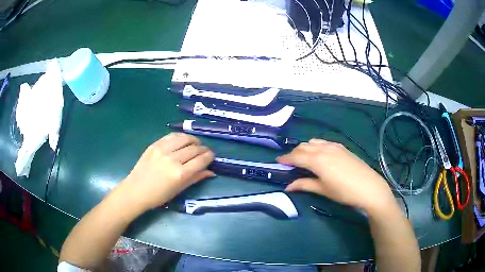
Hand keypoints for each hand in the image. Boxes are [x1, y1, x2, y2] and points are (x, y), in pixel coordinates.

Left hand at [118, 133, 214, 210]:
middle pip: (194, 148)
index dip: (209, 156)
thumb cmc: (159, 196)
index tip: (212, 156)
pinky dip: (180, 137)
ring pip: (184, 138)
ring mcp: (162, 150)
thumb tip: (211, 171)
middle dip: (203, 149)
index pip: (201, 160)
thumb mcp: (179, 189)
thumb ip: (196, 178)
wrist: (136, 191)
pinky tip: (183, 140)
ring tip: (195, 144)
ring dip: (193, 140)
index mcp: (180, 174)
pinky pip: (171, 136)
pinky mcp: (154, 145)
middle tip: (204, 152)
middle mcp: (173, 159)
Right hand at [277, 139, 394, 212]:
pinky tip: (318, 154)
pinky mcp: (342, 147)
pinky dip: (316, 146)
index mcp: (317, 160)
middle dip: (294, 153)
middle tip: (289, 163)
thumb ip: (304, 185)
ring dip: (305, 148)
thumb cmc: (344, 192)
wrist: (369, 187)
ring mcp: (334, 146)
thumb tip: (288, 187)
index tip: (278, 161)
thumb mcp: (323, 190)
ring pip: (313, 142)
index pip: (296, 156)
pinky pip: (324, 143)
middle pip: (303, 147)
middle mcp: (324, 149)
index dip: (285, 159)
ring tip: (302, 158)